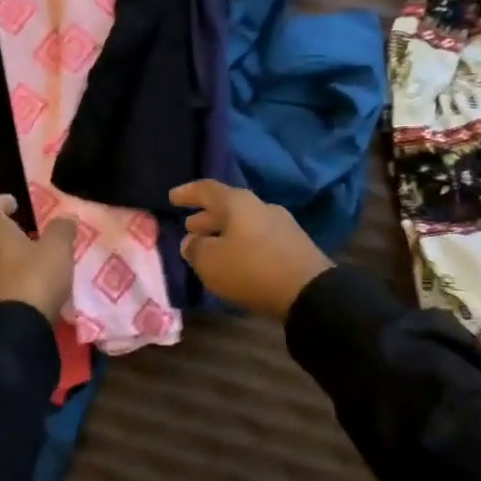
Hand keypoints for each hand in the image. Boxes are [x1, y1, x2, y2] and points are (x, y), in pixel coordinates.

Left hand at [0, 195, 76, 323]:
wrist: (15, 330)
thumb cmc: (35, 278)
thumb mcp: (58, 249)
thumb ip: (62, 229)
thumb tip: (65, 218)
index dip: (2, 201)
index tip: (16, 203)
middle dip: (7, 227)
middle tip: (29, 228)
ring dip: (7, 251)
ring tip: (32, 254)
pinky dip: (8, 271)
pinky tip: (27, 279)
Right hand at [168, 180, 332, 320]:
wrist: (309, 291)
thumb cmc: (251, 269)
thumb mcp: (211, 262)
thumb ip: (195, 249)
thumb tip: (191, 241)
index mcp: (237, 202)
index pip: (207, 189)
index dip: (188, 193)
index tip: (172, 198)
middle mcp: (260, 206)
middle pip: (227, 206)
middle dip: (206, 216)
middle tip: (190, 227)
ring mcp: (281, 224)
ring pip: (243, 222)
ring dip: (224, 231)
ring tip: (209, 245)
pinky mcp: (293, 244)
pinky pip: (258, 237)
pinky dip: (241, 243)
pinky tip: (235, 259)